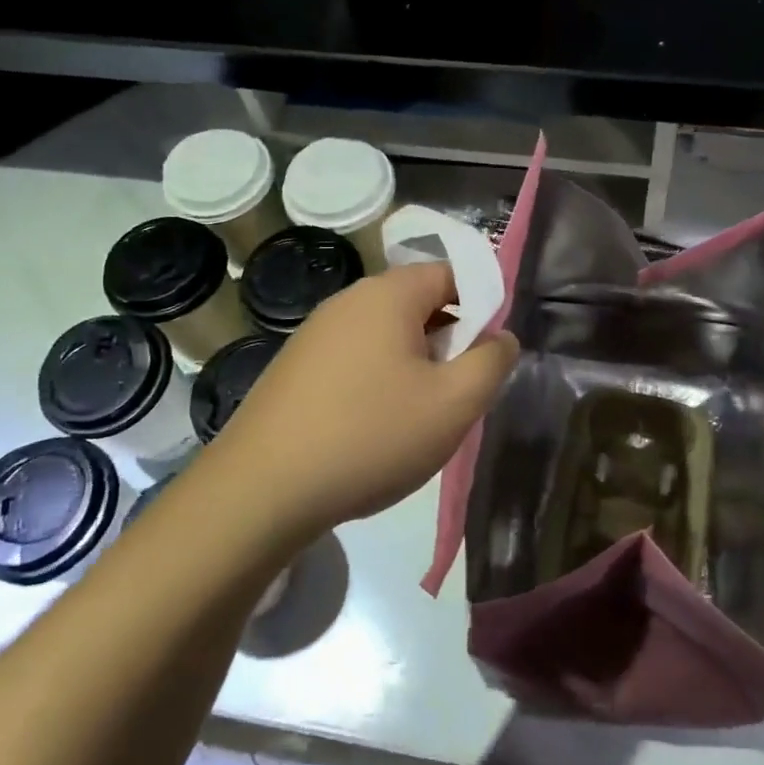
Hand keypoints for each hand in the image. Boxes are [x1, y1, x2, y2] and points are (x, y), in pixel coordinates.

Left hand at [206, 262, 518, 542]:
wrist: (261, 490)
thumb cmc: (371, 436)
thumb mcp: (454, 404)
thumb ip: (492, 362)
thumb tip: (501, 336)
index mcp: (388, 294)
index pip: (452, 274)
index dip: (482, 307)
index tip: (487, 356)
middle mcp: (348, 300)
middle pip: (418, 303)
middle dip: (448, 341)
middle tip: (457, 393)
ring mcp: (314, 333)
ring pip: (386, 336)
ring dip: (414, 366)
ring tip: (418, 417)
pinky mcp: (294, 367)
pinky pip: (354, 359)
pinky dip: (377, 382)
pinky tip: (373, 428)